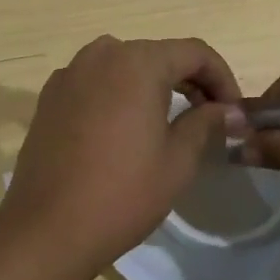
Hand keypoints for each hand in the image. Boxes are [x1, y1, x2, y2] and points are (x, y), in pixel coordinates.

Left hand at [1, 36, 243, 279]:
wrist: (47, 227)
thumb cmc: (122, 193)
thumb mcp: (178, 161)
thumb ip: (206, 123)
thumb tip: (228, 111)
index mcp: (138, 62)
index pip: (194, 52)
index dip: (222, 77)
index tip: (233, 111)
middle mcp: (102, 54)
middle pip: (158, 55)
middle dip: (189, 80)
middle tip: (209, 117)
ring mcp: (71, 72)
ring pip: (125, 65)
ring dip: (153, 85)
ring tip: (169, 120)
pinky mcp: (50, 95)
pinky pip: (96, 81)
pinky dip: (118, 94)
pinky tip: (124, 128)